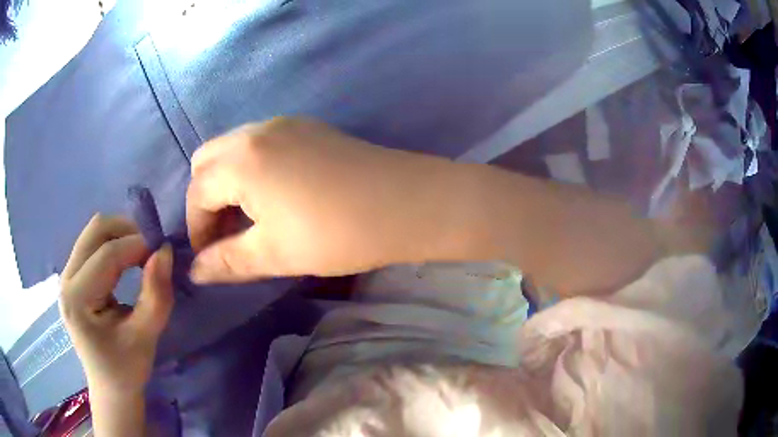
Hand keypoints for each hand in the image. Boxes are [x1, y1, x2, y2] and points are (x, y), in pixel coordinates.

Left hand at [59, 214, 173, 395]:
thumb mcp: (145, 337)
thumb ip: (156, 295)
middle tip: (152, 249)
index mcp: (77, 299)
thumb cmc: (127, 370)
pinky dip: (115, 245)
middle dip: (128, 231)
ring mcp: (67, 276)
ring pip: (94, 233)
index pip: (107, 255)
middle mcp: (66, 279)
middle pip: (96, 230)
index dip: (138, 246)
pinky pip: (93, 245)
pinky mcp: (73, 277)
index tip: (165, 251)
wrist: (110, 388)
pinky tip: (128, 262)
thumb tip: (165, 252)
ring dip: (122, 236)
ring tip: (142, 255)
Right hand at [187, 117, 458, 282]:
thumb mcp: (274, 254)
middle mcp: (257, 130)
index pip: (197, 192)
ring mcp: (285, 123)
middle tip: (224, 234)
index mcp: (242, 159)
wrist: (407, 203)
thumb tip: (195, 272)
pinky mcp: (308, 127)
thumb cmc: (337, 233)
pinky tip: (273, 195)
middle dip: (206, 198)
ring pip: (233, 148)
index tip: (209, 256)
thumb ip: (227, 262)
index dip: (197, 228)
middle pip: (207, 161)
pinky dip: (251, 168)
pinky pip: (260, 143)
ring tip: (247, 219)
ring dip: (227, 182)